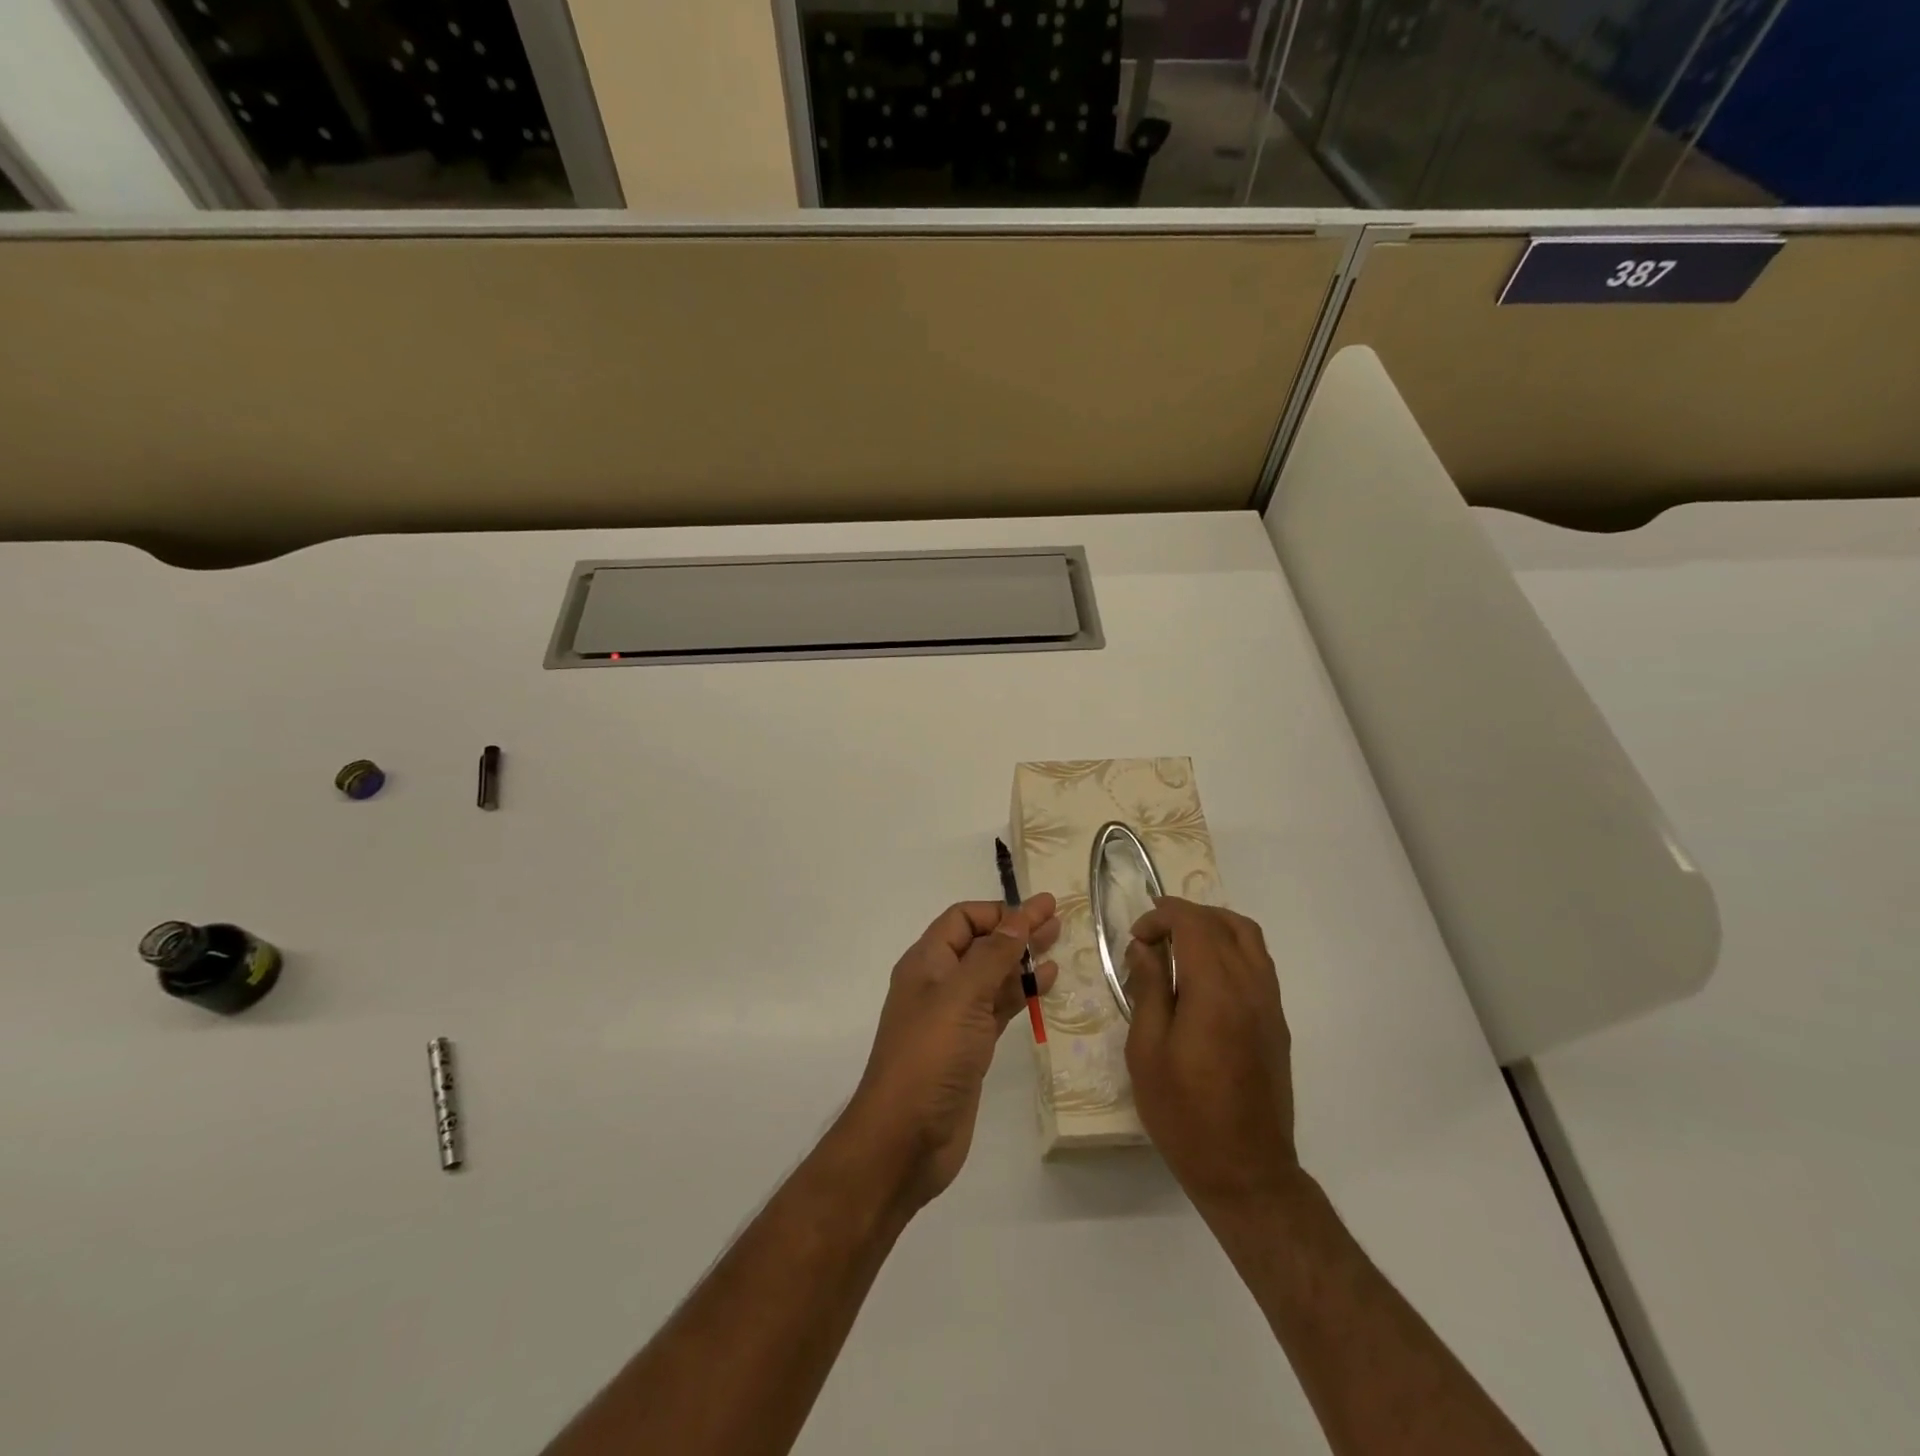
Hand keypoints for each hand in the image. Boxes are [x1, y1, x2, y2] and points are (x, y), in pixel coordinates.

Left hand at [842, 896, 1059, 1209]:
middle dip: (1016, 929)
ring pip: (993, 976)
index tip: (1038, 910)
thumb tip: (1019, 918)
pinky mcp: (970, 1047)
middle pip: (981, 944)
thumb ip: (993, 956)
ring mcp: (955, 1017)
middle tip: (1058, 919)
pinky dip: (1021, 993)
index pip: (962, 919)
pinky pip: (999, 1008)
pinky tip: (1046, 983)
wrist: (905, 1138)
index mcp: (926, 963)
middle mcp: (939, 984)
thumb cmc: (930, 1056)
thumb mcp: (962, 996)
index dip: (999, 911)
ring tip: (1059, 944)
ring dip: (1022, 959)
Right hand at [1125, 898, 1299, 1210]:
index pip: (1193, 923)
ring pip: (1248, 937)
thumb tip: (1144, 949)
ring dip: (1212, 927)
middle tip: (1152, 937)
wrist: (1246, 1172)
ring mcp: (1270, 1004)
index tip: (1136, 939)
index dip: (1161, 917)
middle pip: (1224, 922)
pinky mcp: (1277, 1022)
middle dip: (1184, 916)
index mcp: (1215, 990)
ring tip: (1178, 947)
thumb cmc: (1184, 1113)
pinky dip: (1231, 949)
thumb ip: (1147, 990)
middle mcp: (1250, 986)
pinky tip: (1204, 977)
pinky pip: (1258, 962)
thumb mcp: (1146, 1051)